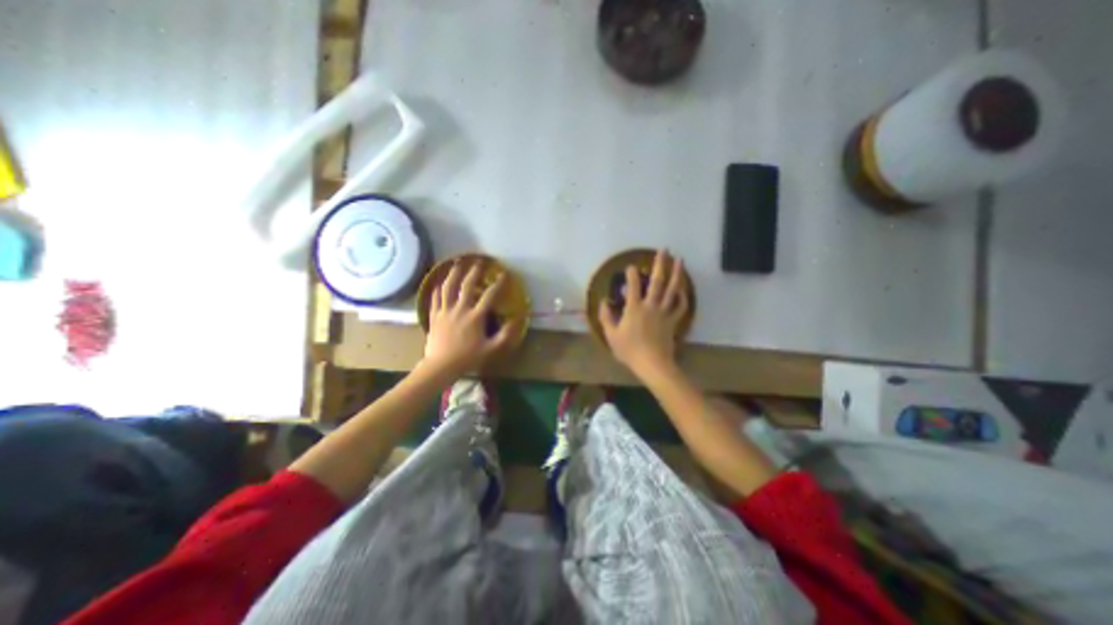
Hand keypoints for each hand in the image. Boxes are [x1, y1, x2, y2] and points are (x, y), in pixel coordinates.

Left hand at [425, 258, 518, 377]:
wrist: (441, 365)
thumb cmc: (468, 358)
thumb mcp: (491, 349)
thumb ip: (505, 335)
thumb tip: (516, 320)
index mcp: (475, 316)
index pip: (489, 295)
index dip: (498, 284)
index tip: (503, 275)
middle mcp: (460, 309)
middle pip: (467, 285)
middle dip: (474, 272)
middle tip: (478, 262)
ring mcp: (445, 311)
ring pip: (448, 287)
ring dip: (453, 274)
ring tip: (457, 263)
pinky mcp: (434, 315)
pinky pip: (435, 298)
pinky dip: (437, 288)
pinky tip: (439, 282)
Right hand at [602, 249, 688, 376]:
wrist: (652, 364)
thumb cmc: (629, 350)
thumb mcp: (611, 335)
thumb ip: (606, 317)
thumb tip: (603, 301)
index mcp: (634, 308)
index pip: (633, 286)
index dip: (631, 274)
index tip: (631, 266)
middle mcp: (651, 306)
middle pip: (657, 282)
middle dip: (660, 264)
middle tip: (664, 250)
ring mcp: (664, 312)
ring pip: (672, 290)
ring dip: (677, 274)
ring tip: (680, 260)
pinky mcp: (673, 321)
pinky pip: (680, 306)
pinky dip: (683, 297)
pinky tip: (683, 289)